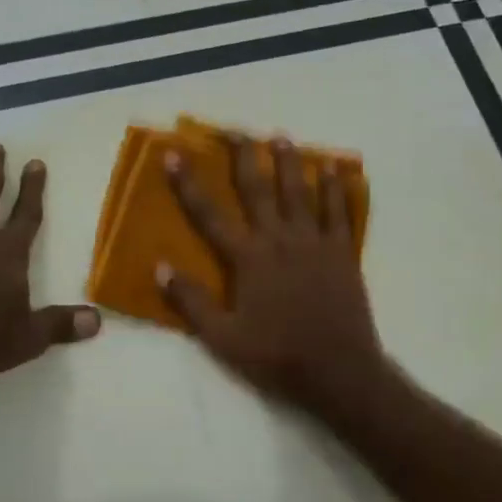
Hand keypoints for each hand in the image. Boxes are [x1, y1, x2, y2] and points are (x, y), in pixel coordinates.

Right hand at [159, 135, 393, 421]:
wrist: (338, 372)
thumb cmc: (276, 356)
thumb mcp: (223, 338)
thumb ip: (192, 301)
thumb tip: (160, 267)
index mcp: (248, 258)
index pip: (210, 214)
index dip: (189, 184)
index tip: (175, 154)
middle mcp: (279, 239)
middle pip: (258, 188)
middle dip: (244, 156)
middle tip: (235, 129)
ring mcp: (314, 242)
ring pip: (299, 191)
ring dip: (288, 162)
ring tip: (280, 137)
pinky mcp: (341, 252)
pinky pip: (338, 211)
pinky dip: (335, 187)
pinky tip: (333, 168)